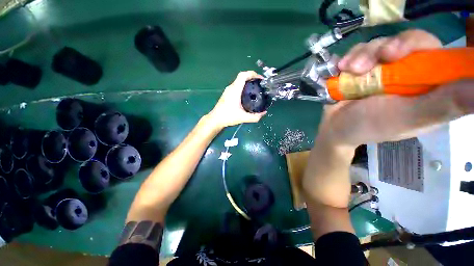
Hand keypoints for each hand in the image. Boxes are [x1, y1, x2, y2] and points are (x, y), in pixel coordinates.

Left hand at [208, 71, 266, 128]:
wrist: (215, 119)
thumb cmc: (228, 117)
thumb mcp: (243, 118)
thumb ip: (255, 117)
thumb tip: (264, 113)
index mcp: (235, 90)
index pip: (243, 75)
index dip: (253, 74)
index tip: (260, 79)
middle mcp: (231, 88)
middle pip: (242, 77)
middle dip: (252, 78)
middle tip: (260, 85)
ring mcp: (228, 90)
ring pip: (239, 82)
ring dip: (247, 82)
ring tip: (255, 89)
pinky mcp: (227, 94)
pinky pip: (236, 86)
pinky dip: (243, 87)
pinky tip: (247, 95)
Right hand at [318, 29, 473, 147]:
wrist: (334, 127)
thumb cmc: (368, 126)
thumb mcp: (406, 119)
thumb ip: (445, 104)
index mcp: (427, 85)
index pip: (435, 51)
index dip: (419, 44)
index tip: (396, 53)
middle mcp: (408, 72)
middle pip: (407, 41)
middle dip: (387, 47)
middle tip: (373, 61)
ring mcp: (383, 68)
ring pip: (380, 43)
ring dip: (362, 54)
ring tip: (349, 70)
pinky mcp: (362, 67)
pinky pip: (359, 50)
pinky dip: (349, 57)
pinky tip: (341, 68)